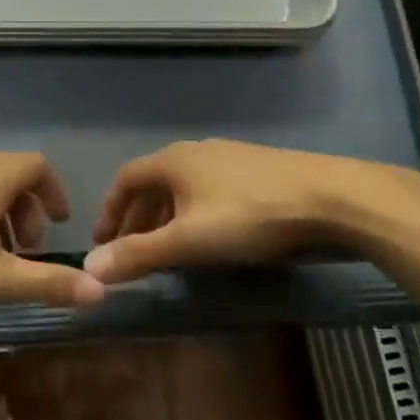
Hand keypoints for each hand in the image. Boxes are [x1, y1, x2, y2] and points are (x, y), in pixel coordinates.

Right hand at [84, 139, 419, 283]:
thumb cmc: (249, 217)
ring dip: (166, 216)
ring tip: (168, 248)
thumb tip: (89, 267)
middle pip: (154, 183)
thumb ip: (138, 254)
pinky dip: (195, 212)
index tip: (103, 242)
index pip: (125, 179)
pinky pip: (210, 189)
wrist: (330, 198)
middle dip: (137, 218)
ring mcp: (230, 157)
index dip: (109, 210)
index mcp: (173, 161)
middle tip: (131, 251)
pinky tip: (212, 236)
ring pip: (183, 187)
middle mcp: (196, 151)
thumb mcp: (187, 241)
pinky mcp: (258, 169)